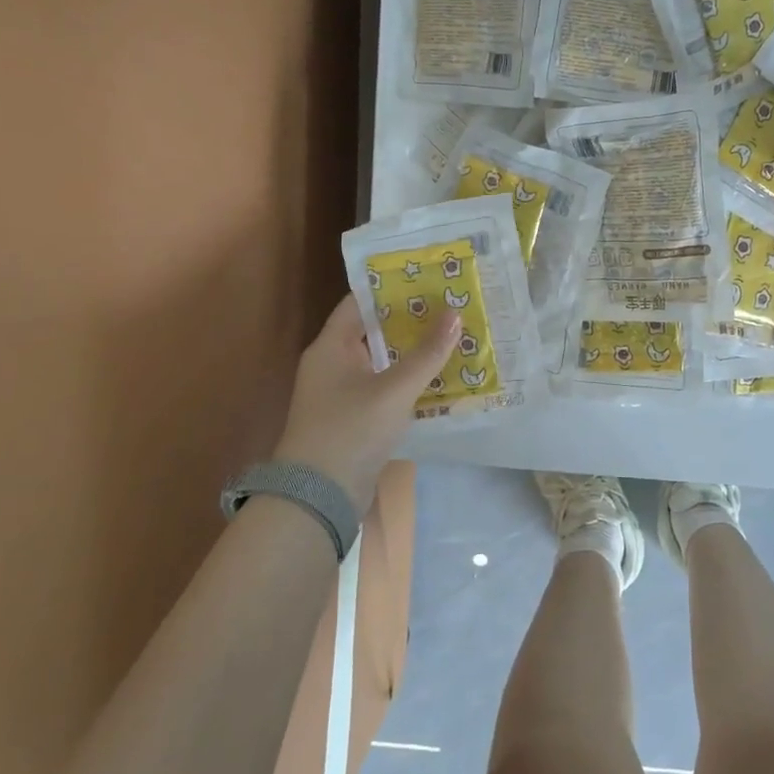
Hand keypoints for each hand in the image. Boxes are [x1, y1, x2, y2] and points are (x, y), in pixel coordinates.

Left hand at [273, 294, 458, 516]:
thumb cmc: (351, 431)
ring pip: (382, 360)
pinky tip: (439, 376)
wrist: (318, 497)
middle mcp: (332, 364)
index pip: (360, 302)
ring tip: (451, 335)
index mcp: (331, 347)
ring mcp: (341, 393)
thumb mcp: (394, 390)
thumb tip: (455, 313)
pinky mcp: (354, 418)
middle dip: (410, 319)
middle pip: (374, 330)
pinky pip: (384, 387)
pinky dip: (407, 379)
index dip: (392, 288)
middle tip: (449, 305)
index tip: (427, 277)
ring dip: (412, 351)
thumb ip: (426, 353)